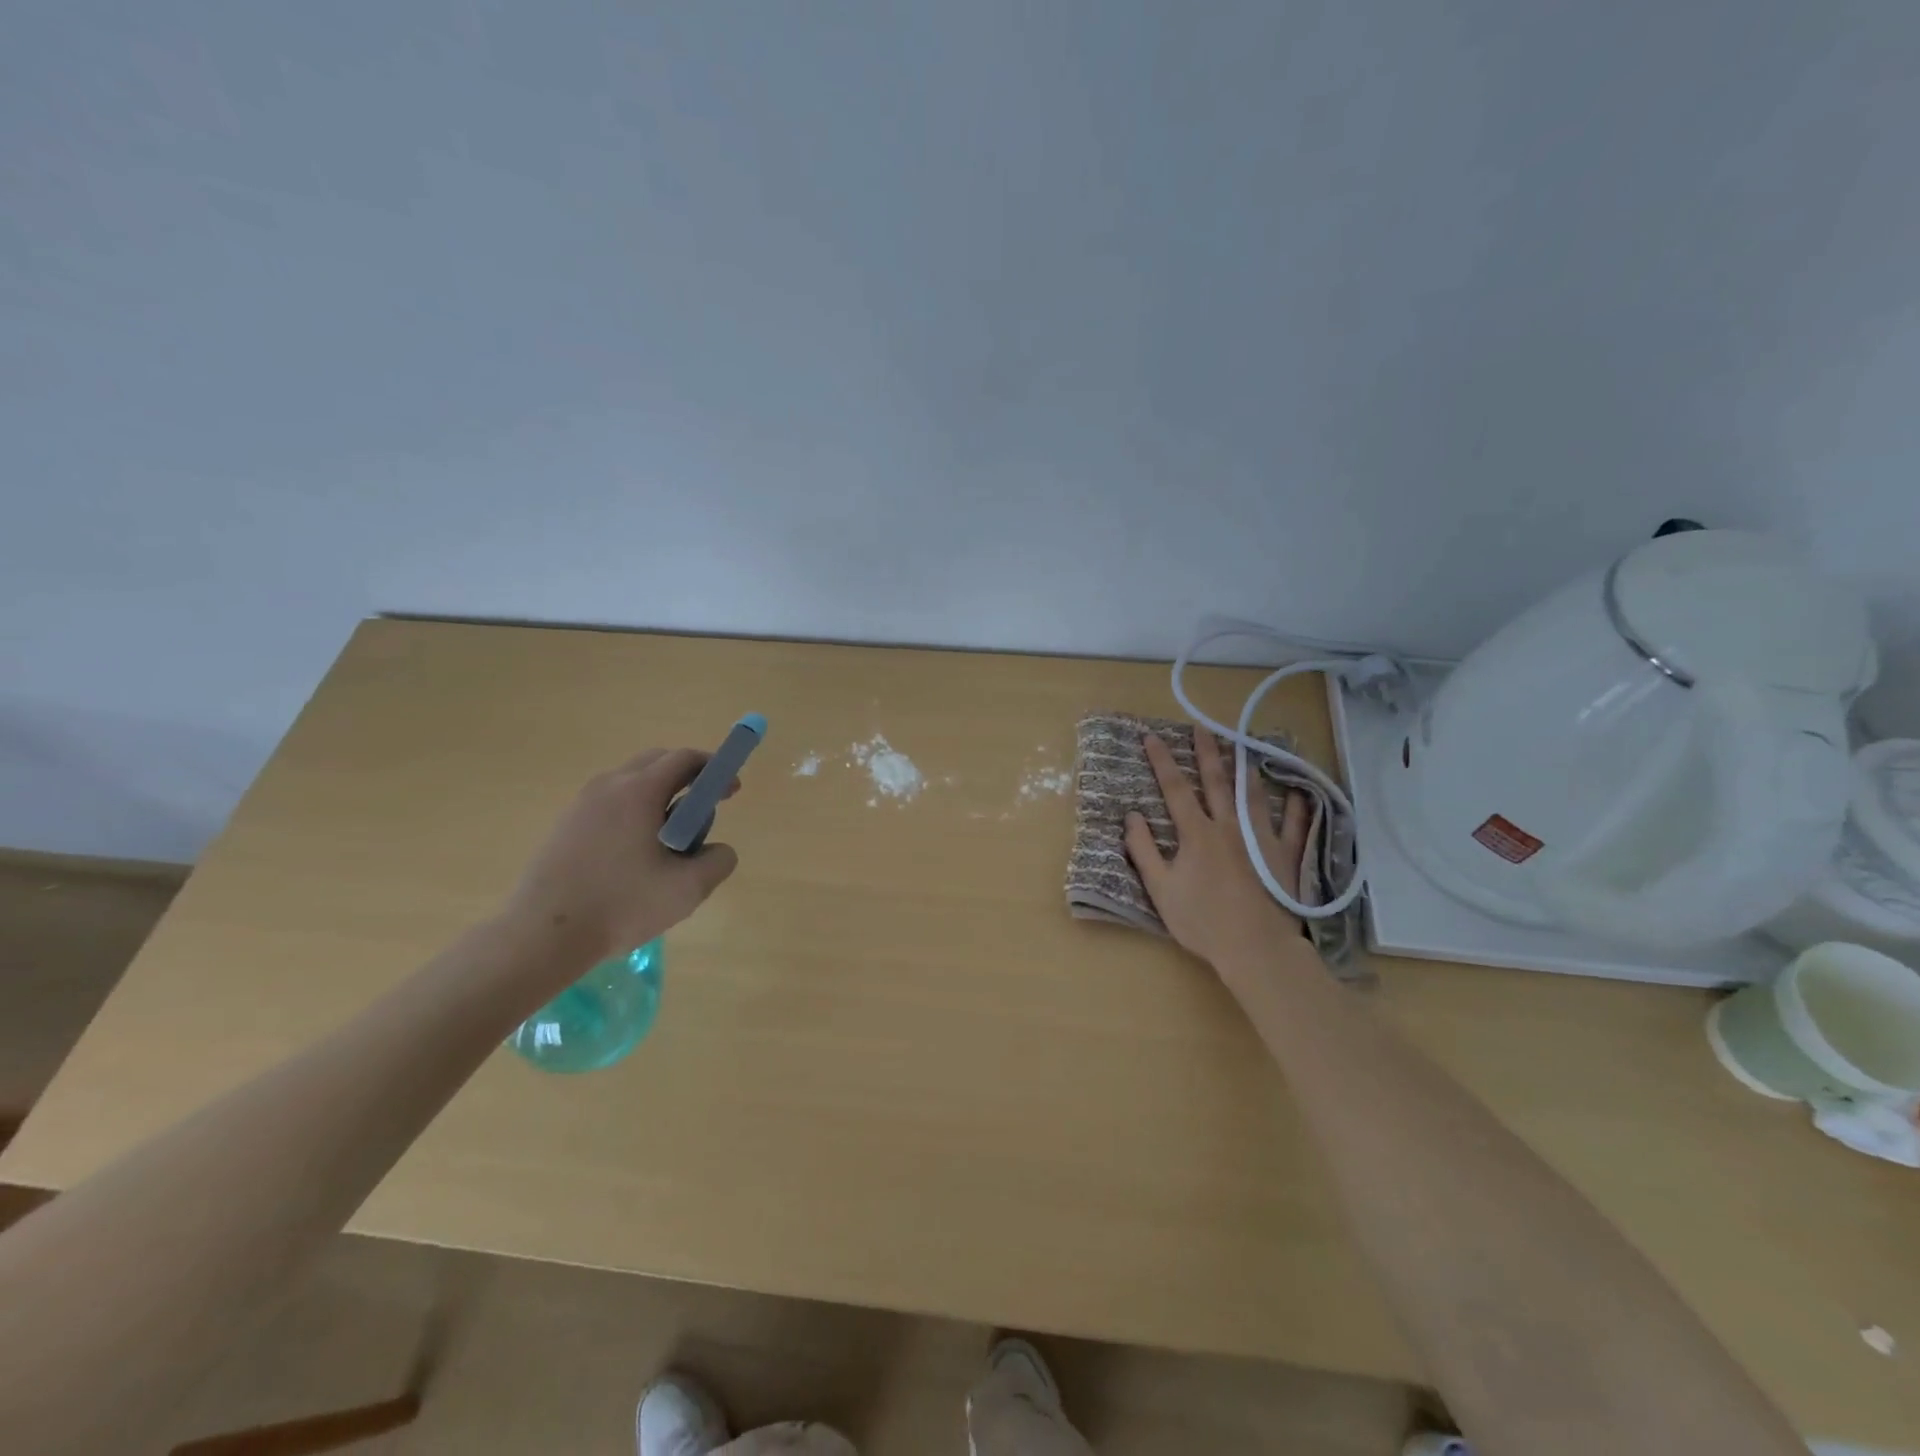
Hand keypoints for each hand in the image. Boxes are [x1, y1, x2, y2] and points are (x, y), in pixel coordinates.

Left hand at [504, 749, 740, 975]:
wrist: (541, 936)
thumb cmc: (621, 906)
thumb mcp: (688, 889)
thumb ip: (718, 861)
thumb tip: (717, 849)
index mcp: (640, 791)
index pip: (685, 759)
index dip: (715, 769)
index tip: (731, 791)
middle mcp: (609, 786)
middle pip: (657, 762)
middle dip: (688, 778)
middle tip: (704, 810)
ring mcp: (581, 804)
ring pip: (631, 783)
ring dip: (659, 797)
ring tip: (669, 840)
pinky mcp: (564, 825)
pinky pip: (610, 804)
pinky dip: (633, 813)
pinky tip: (635, 856)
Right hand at [1124, 725, 1309, 969]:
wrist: (1255, 948)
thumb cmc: (1202, 921)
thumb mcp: (1160, 889)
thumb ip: (1144, 850)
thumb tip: (1132, 815)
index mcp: (1196, 834)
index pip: (1175, 789)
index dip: (1162, 761)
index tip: (1151, 737)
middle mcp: (1228, 827)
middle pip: (1216, 782)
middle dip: (1206, 752)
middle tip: (1202, 727)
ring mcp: (1261, 839)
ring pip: (1252, 795)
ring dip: (1244, 767)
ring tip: (1242, 745)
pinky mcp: (1285, 856)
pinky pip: (1292, 824)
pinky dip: (1293, 806)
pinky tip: (1295, 791)